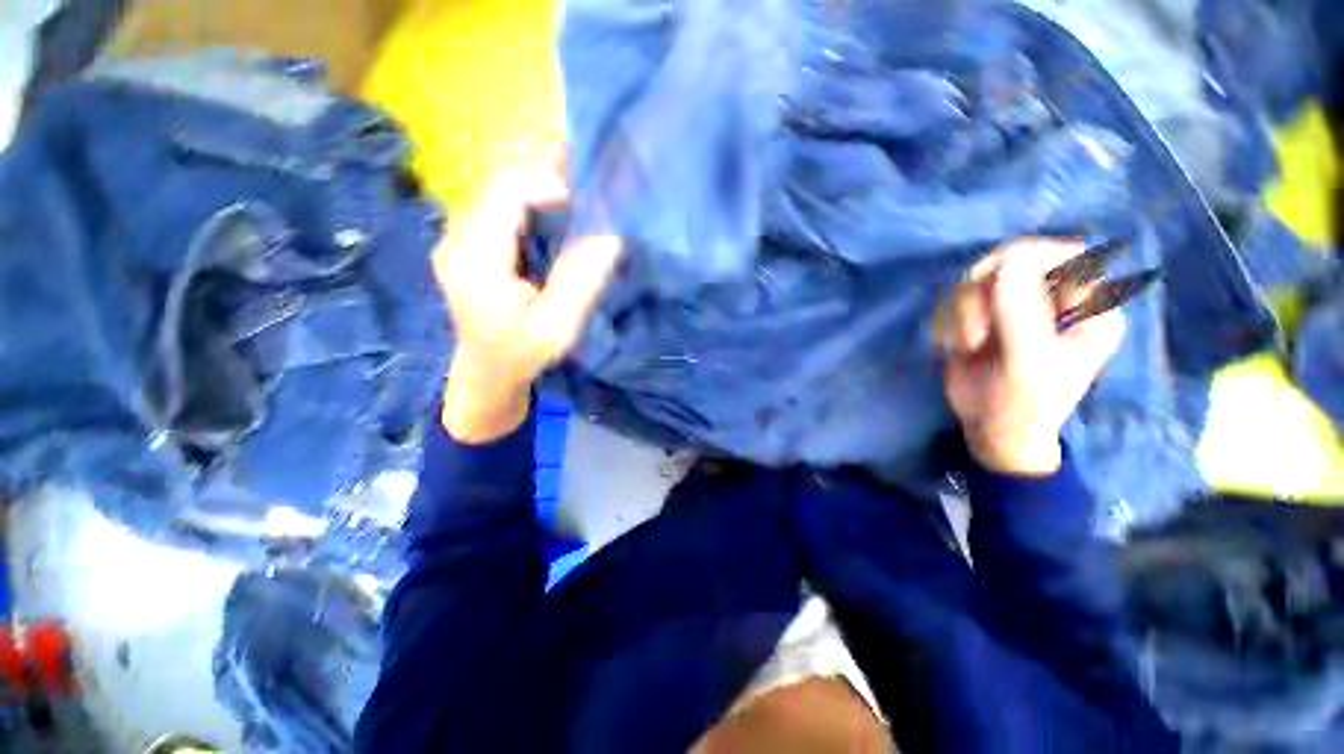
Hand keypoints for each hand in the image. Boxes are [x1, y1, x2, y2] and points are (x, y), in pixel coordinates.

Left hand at [435, 162, 621, 441]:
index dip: (551, 184)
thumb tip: (612, 235)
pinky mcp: (468, 243)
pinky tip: (557, 219)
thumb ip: (580, 282)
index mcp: (473, 257)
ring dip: (542, 192)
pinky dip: (533, 205)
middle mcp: (456, 237)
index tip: (591, 204)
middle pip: (502, 184)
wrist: (487, 374)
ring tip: (580, 204)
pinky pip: (501, 208)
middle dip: (549, 181)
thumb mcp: (556, 327)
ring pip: (501, 192)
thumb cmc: (521, 355)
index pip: (507, 192)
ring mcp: (458, 238)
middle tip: (591, 195)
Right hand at [940, 239, 1125, 475]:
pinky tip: (954, 345)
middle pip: (1016, 261)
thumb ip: (1021, 316)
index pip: (1067, 255)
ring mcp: (1020, 305)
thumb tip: (1006, 264)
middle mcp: (1057, 298)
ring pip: (981, 279)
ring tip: (965, 345)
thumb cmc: (1022, 405)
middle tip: (972, 328)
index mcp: (1090, 307)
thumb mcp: (1026, 365)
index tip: (991, 283)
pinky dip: (951, 317)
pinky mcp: (988, 315)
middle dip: (984, 293)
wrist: (992, 428)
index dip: (1028, 258)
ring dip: (963, 309)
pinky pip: (962, 297)